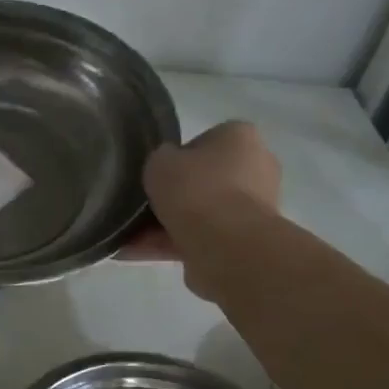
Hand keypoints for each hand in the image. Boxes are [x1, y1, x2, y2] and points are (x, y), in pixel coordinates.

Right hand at [120, 122, 280, 294]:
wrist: (226, 244)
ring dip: (169, 223)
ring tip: (131, 235)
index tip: (158, 173)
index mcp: (241, 137)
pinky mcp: (245, 241)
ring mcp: (254, 207)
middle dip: (176, 194)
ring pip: (202, 212)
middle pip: (206, 179)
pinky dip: (171, 244)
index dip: (178, 157)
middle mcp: (257, 168)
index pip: (207, 140)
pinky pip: (201, 237)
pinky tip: (137, 251)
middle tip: (144, 205)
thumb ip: (161, 159)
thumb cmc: (196, 188)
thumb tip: (166, 167)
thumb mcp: (160, 161)